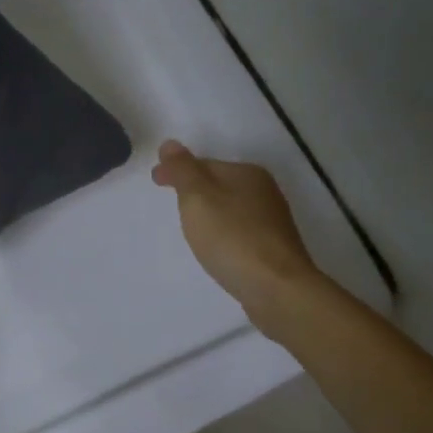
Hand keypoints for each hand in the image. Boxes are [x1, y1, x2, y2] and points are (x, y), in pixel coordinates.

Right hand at [151, 140, 322, 331]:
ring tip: (192, 227)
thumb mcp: (198, 198)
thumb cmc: (232, 239)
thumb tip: (169, 144)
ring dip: (211, 212)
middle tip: (172, 204)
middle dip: (196, 190)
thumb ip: (183, 170)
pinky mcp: (274, 249)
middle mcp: (264, 192)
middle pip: (220, 184)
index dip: (177, 171)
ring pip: (231, 208)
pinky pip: (241, 231)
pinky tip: (218, 248)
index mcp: (247, 173)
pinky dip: (225, 233)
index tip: (155, 181)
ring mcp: (273, 222)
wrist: (277, 288)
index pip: (204, 164)